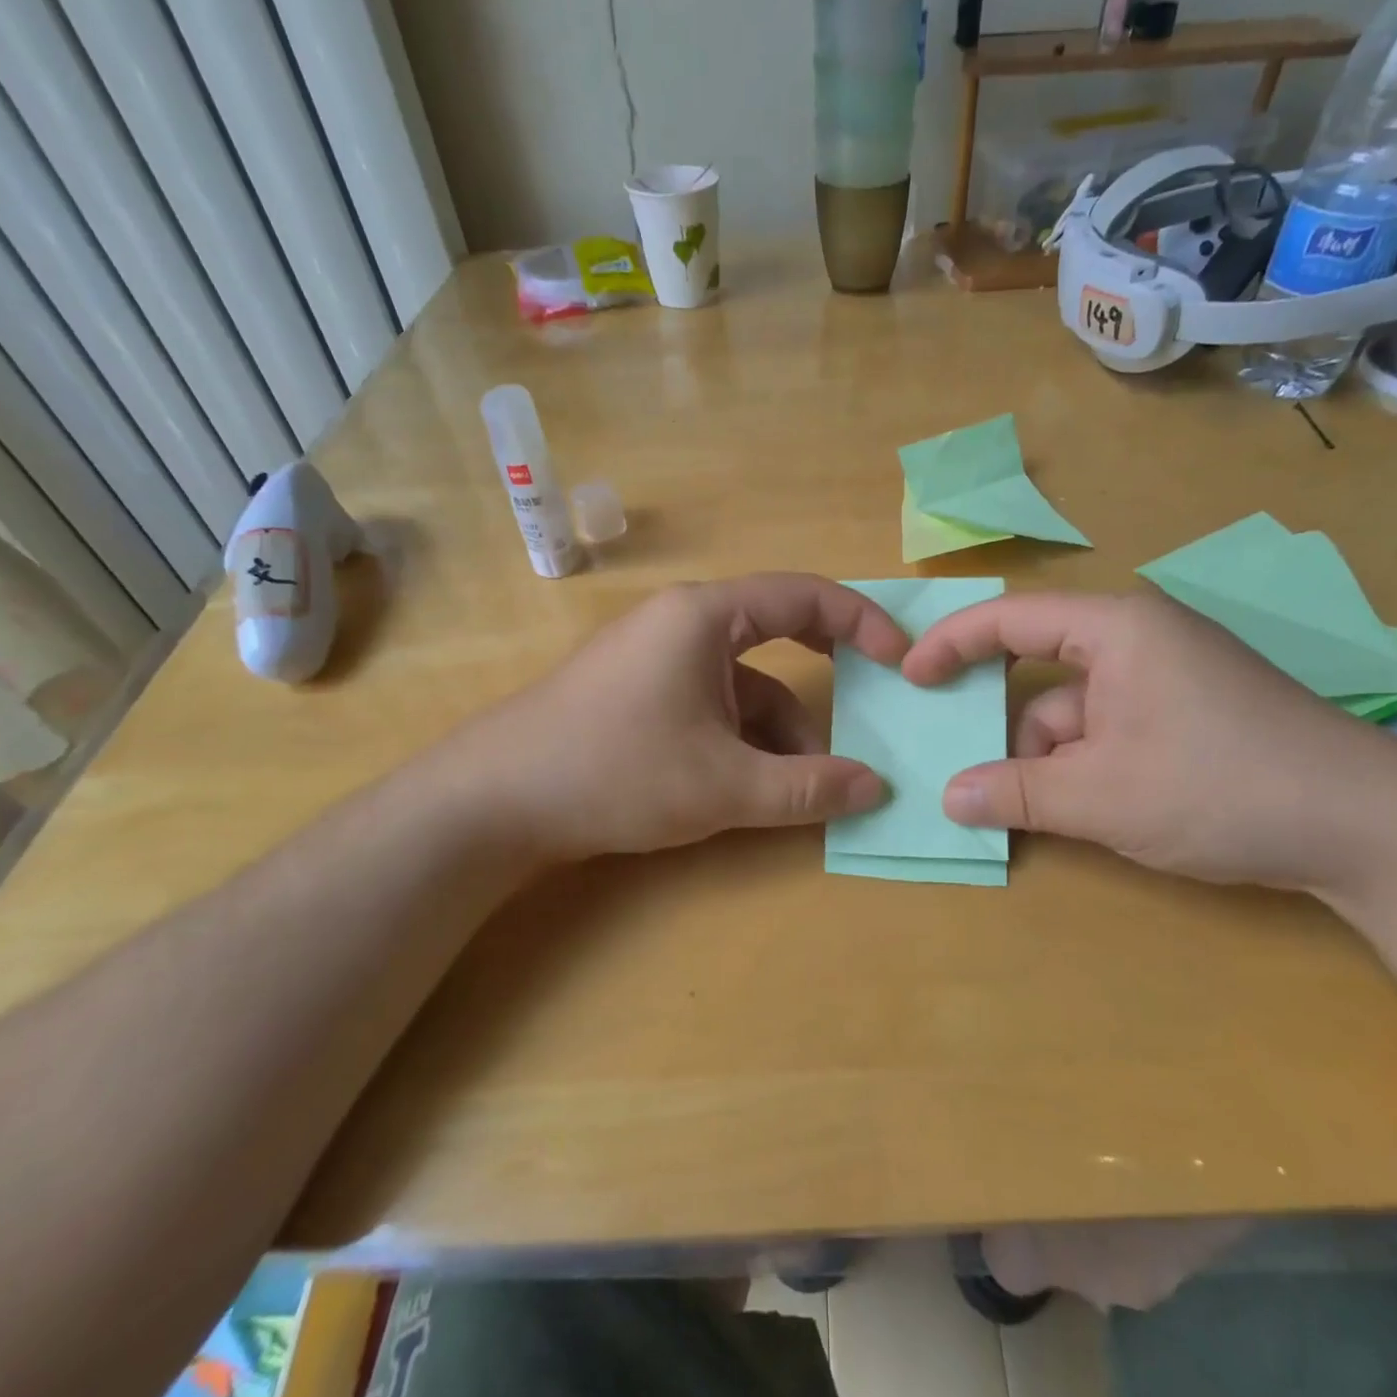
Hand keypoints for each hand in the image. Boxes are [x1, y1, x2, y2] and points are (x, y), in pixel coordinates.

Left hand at [464, 574, 909, 861]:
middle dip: (824, 682)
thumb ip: (808, 788)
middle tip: (870, 712)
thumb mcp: (724, 785)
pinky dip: (743, 740)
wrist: (494, 802)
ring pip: (745, 685)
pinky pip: (713, 705)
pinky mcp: (641, 694)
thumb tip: (876, 788)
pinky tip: (755, 787)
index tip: (902, 662)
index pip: (806, 595)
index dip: (863, 623)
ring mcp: (658, 659)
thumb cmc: (615, 772)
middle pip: (778, 637)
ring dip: (781, 732)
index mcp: (706, 616)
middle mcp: (683, 624)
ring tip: (805, 788)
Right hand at [900, 591, 1396, 893]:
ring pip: (1075, 714)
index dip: (952, 642)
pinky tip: (1088, 814)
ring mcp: (1167, 682)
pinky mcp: (1187, 719)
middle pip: (1041, 673)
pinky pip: (1109, 733)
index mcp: (1117, 629)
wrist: (1370, 830)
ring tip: (1048, 815)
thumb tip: (948, 798)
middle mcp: (1139, 642)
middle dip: (1007, 726)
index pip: (1011, 617)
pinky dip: (1086, 770)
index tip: (910, 676)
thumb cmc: (1223, 788)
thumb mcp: (1103, 796)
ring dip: (1049, 762)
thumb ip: (1016, 794)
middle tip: (967, 765)